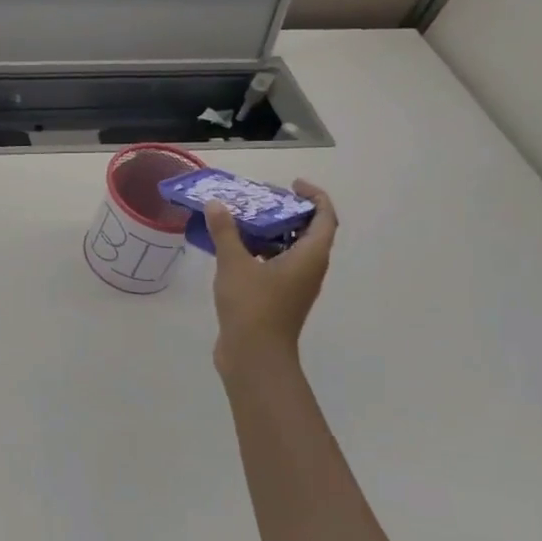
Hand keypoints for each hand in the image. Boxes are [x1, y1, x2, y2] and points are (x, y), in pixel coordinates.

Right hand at [210, 180, 338, 375]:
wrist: (254, 356)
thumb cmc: (252, 306)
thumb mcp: (234, 263)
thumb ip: (226, 231)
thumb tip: (216, 204)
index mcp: (310, 257)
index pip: (325, 218)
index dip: (315, 196)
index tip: (293, 184)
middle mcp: (309, 269)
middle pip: (309, 232)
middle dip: (289, 212)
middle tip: (262, 199)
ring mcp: (295, 286)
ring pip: (291, 250)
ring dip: (273, 233)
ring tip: (244, 219)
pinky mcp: (279, 299)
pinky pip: (277, 265)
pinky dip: (262, 252)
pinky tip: (235, 249)